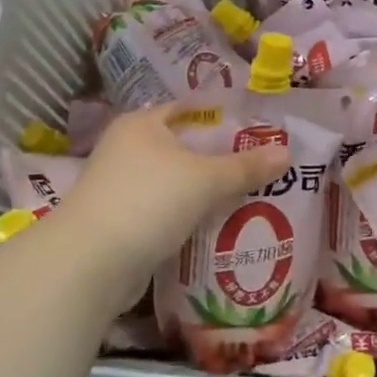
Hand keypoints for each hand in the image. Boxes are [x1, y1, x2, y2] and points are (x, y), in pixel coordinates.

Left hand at [42, 103, 290, 306]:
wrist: (89, 265)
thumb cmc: (148, 201)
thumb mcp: (205, 180)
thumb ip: (246, 166)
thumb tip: (287, 152)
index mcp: (142, 124)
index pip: (190, 110)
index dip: (224, 118)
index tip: (258, 132)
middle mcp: (127, 148)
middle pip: (184, 148)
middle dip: (219, 159)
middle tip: (261, 167)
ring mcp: (121, 186)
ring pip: (175, 182)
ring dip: (204, 192)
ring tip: (249, 198)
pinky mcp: (121, 221)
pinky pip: (165, 211)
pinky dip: (187, 216)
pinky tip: (217, 227)